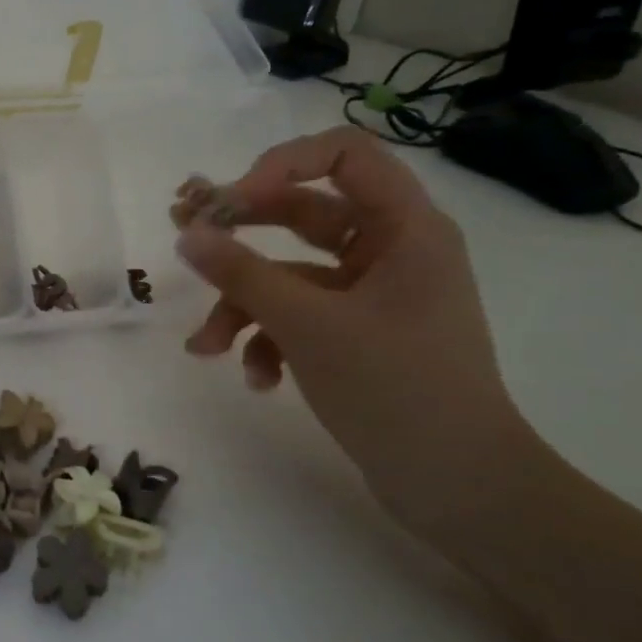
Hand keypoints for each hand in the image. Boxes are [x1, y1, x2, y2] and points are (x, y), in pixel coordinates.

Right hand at [176, 128, 533, 520]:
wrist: (459, 486)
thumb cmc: (396, 388)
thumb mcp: (307, 325)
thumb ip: (241, 273)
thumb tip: (187, 233)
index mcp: (404, 228)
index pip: (343, 154)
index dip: (280, 165)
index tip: (229, 202)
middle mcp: (390, 251)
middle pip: (302, 214)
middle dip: (239, 233)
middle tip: (183, 235)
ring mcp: (371, 296)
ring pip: (289, 276)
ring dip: (242, 306)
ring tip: (207, 349)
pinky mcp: (356, 335)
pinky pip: (299, 317)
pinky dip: (269, 341)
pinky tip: (258, 379)